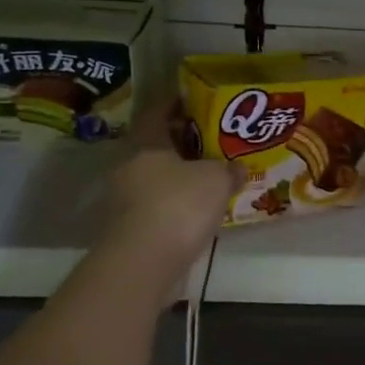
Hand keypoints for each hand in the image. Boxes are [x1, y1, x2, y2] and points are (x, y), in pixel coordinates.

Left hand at [104, 102, 240, 266]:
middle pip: (156, 146)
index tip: (195, 101)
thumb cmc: (179, 205)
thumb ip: (229, 169)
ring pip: (156, 177)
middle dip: (182, 142)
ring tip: (211, 176)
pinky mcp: (130, 228)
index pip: (156, 112)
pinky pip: (157, 204)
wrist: (143, 263)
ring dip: (180, 175)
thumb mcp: (216, 180)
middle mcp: (129, 166)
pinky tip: (199, 208)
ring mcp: (125, 199)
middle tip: (212, 140)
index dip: (175, 104)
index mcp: (146, 143)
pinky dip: (176, 202)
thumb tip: (239, 167)